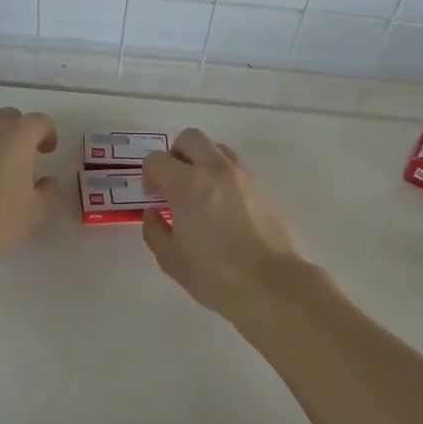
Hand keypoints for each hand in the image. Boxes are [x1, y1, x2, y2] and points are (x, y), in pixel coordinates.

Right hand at [142, 129, 304, 317]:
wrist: (273, 285)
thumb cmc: (216, 275)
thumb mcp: (171, 259)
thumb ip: (155, 230)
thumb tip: (154, 212)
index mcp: (187, 184)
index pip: (157, 159)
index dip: (149, 175)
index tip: (154, 197)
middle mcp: (215, 170)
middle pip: (190, 138)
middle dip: (175, 154)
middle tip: (173, 183)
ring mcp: (243, 176)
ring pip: (217, 148)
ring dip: (202, 161)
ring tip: (199, 193)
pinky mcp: (263, 188)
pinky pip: (236, 168)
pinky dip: (222, 176)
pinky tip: (222, 207)